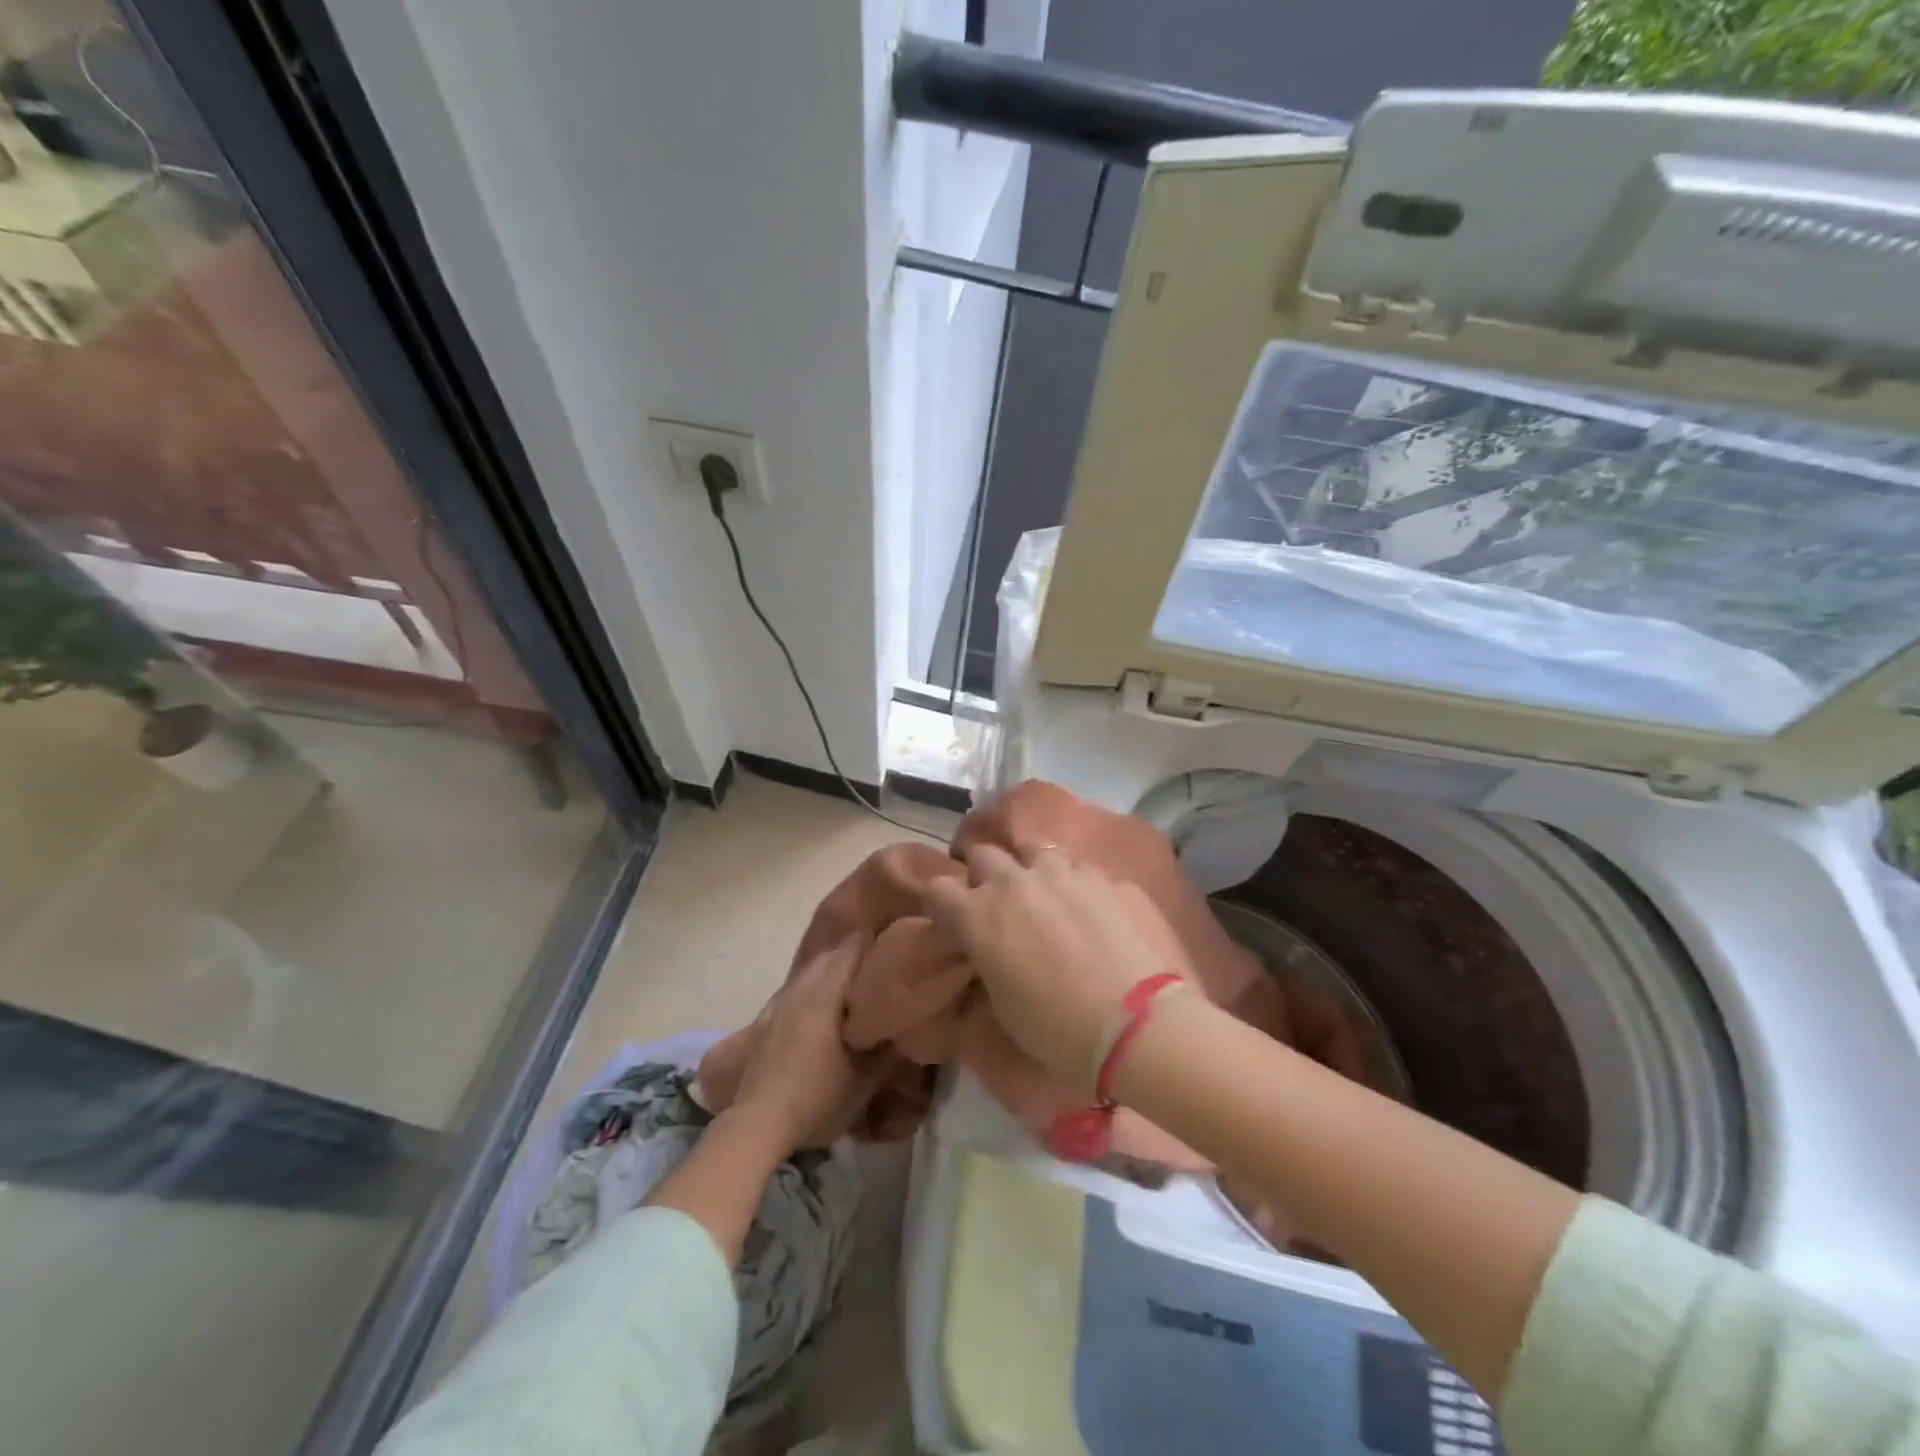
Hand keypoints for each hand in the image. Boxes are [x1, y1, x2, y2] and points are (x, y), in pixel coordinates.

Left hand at [732, 936, 879, 1152]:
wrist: (760, 1123)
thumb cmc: (818, 1096)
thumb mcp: (866, 1077)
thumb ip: (888, 1047)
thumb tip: (903, 1024)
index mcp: (827, 992)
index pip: (853, 947)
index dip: (875, 943)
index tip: (895, 948)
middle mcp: (802, 988)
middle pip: (830, 956)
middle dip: (853, 958)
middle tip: (878, 973)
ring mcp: (779, 1004)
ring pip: (810, 973)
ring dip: (830, 975)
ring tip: (851, 993)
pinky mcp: (765, 1023)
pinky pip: (795, 992)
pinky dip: (812, 993)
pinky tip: (820, 1016)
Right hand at [921, 844, 1192, 1092]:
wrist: (1131, 1022)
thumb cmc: (1054, 1029)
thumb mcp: (1000, 1007)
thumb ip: (984, 966)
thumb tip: (984, 955)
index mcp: (976, 915)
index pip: (937, 889)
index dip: (941, 904)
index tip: (950, 921)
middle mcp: (1011, 882)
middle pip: (982, 855)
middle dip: (981, 875)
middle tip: (992, 901)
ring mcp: (1057, 872)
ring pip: (1028, 849)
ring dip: (1025, 866)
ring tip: (1036, 890)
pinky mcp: (1096, 875)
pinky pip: (1070, 862)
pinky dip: (1064, 876)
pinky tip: (1076, 897)